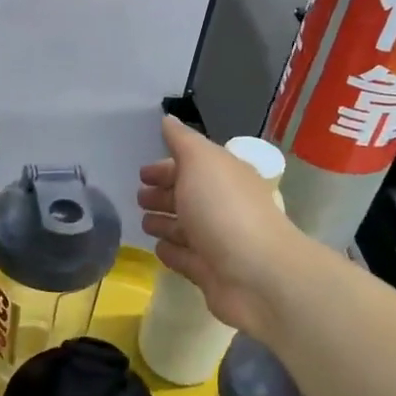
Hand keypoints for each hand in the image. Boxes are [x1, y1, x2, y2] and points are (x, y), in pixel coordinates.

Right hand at [138, 115, 297, 339]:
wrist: (256, 275)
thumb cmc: (225, 209)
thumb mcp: (201, 162)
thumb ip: (182, 141)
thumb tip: (168, 119)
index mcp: (226, 176)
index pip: (193, 166)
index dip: (166, 166)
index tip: (141, 173)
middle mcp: (224, 206)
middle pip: (189, 196)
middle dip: (163, 194)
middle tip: (139, 197)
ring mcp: (218, 241)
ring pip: (186, 228)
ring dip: (164, 222)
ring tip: (143, 223)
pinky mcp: (211, 273)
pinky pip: (186, 258)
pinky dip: (172, 252)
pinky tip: (157, 248)